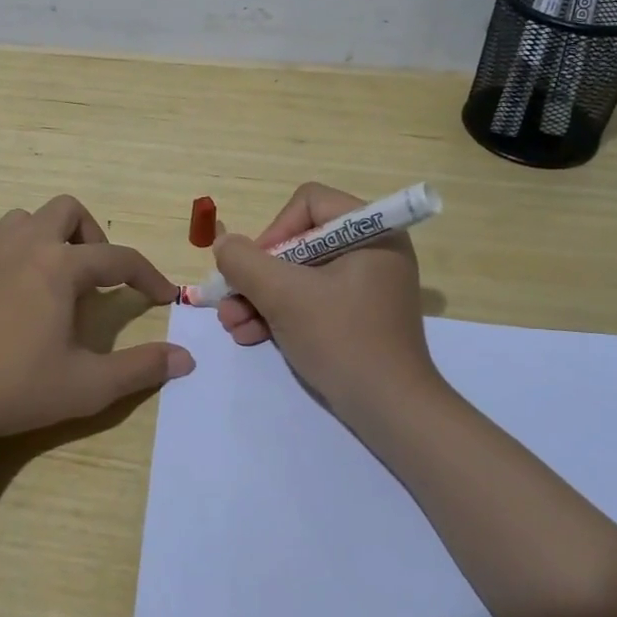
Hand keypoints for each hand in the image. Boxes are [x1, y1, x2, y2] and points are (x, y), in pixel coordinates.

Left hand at [0, 195, 192, 449]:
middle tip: (98, 275)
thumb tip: (186, 358)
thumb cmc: (18, 389)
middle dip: (91, 234)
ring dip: (42, 236)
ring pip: (18, 219)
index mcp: (60, 267)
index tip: (164, 296)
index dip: (147, 274)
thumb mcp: (90, 385)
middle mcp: (23, 248)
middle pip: (66, 210)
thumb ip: (141, 368)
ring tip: (50, 273)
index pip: (118, 258)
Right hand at [214, 182, 437, 428]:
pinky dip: (281, 314)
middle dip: (258, 275)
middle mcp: (372, 250)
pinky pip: (312, 299)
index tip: (254, 269)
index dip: (274, 231)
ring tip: (232, 325)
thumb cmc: (342, 340)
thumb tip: (224, 244)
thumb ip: (245, 262)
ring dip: (260, 298)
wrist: (392, 412)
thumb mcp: (285, 296)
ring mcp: (366, 285)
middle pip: (298, 242)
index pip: (308, 203)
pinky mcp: (358, 315)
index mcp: (371, 231)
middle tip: (229, 302)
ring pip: (299, 275)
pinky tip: (250, 336)